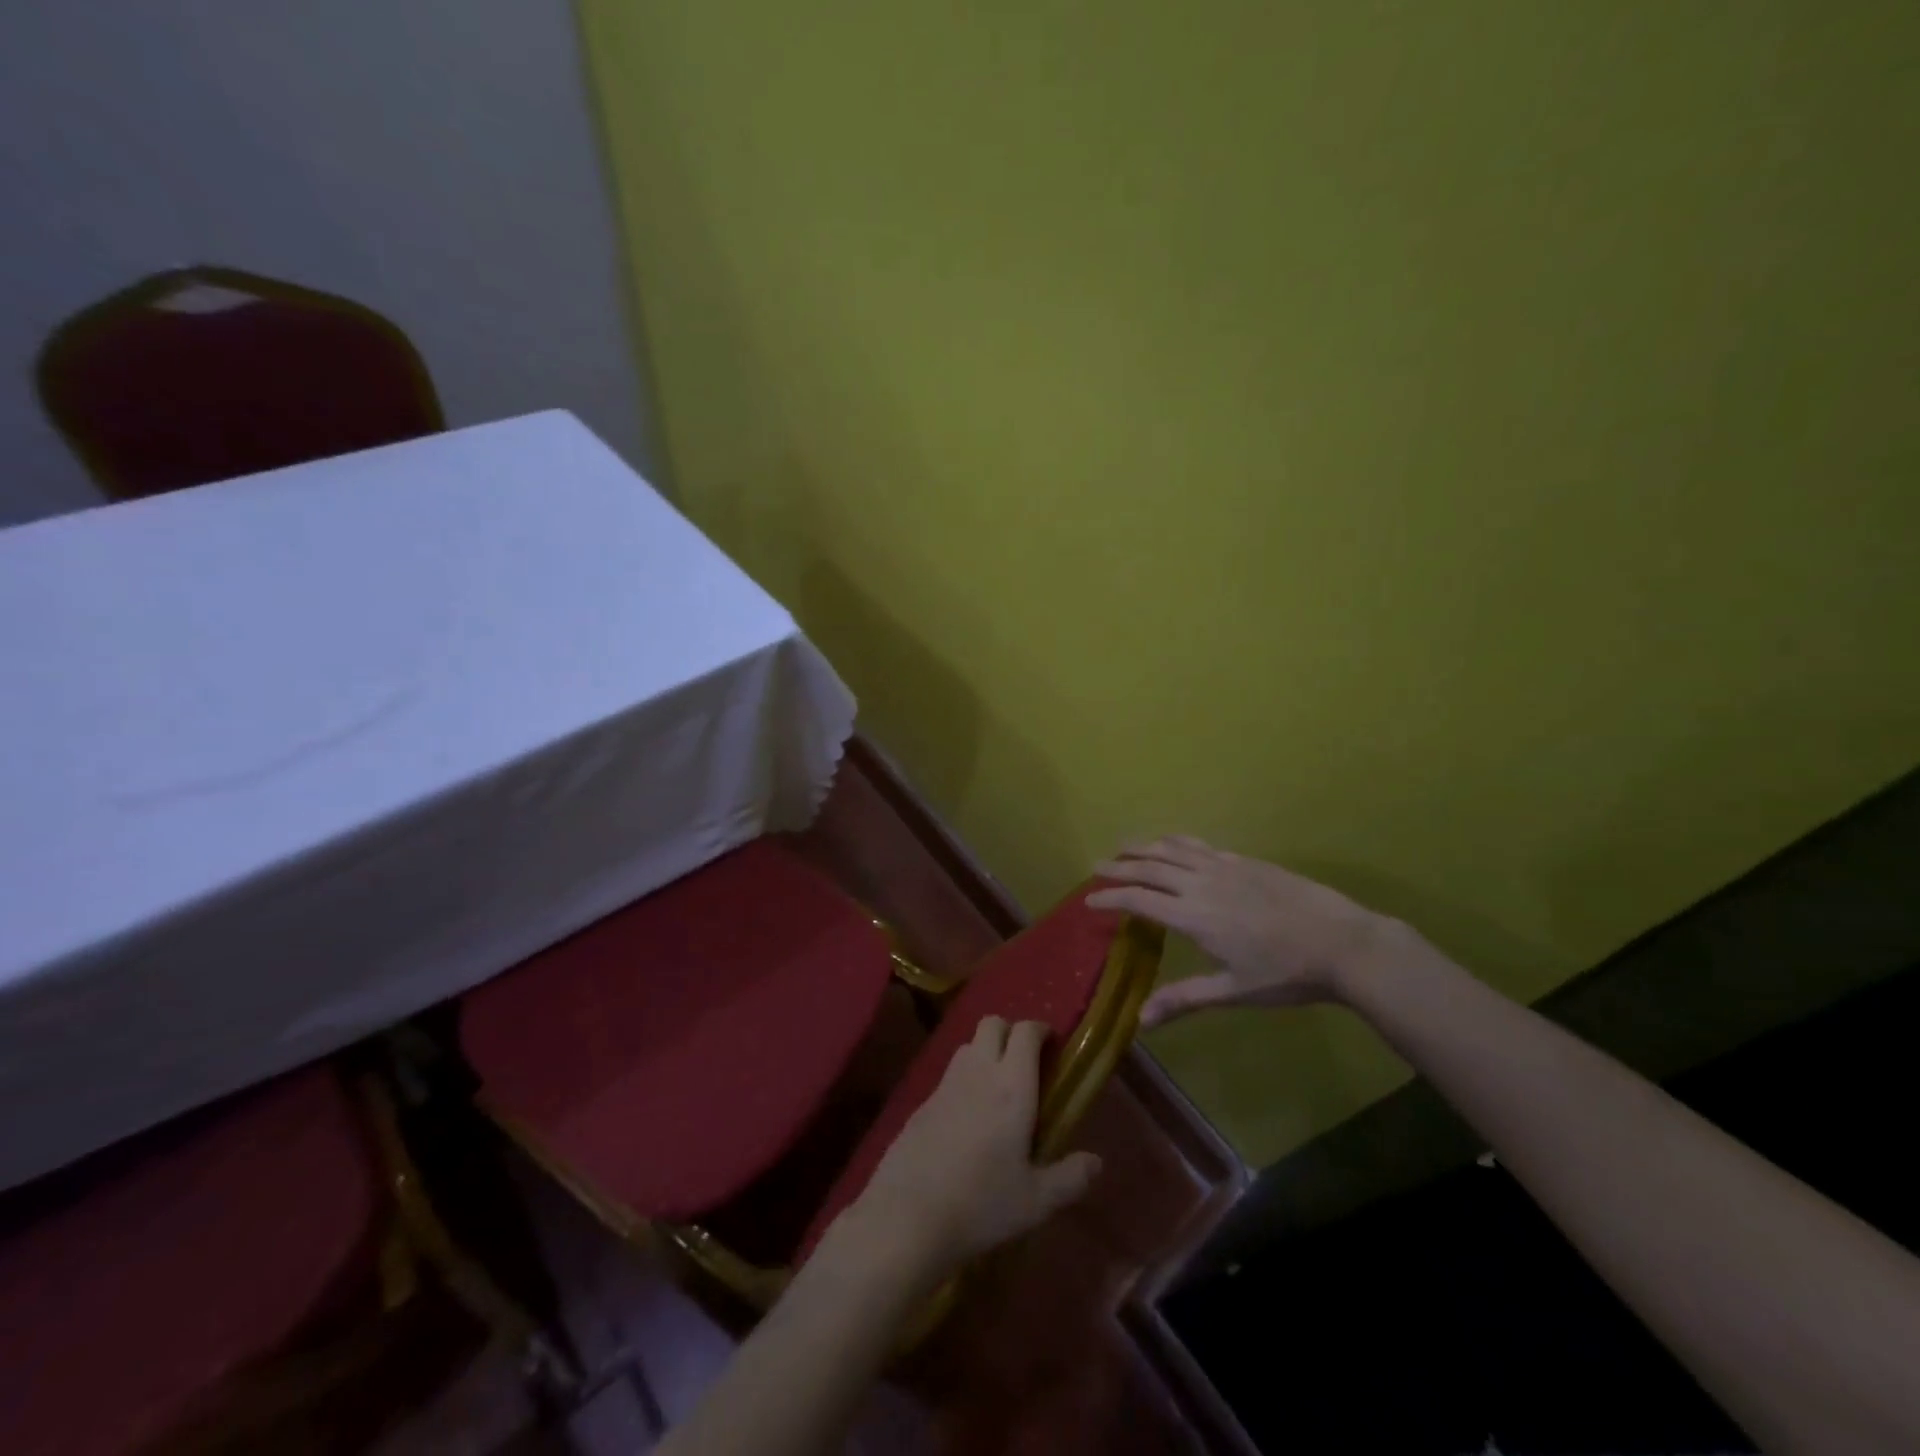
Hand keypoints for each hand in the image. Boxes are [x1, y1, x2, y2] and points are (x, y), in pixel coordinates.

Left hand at [846, 1017, 1100, 1271]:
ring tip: (999, 1086)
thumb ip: (1070, 1177)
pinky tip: (968, 1115)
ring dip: (986, 1051)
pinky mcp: (922, 1101)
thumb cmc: (981, 1204)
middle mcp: (978, 1072)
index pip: (1025, 1032)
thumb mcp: (1036, 1201)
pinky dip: (964, 1078)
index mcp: (1012, 1086)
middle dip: (1011, 1031)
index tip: (1052, 1044)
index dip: (1040, 1029)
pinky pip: (949, 1074)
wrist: (908, 1216)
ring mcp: (946, 1083)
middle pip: (992, 1023)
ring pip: (968, 1045)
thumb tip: (1096, 1162)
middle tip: (1026, 1061)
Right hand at [1088, 836, 1416, 1025]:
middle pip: (1150, 867)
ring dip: (1144, 847)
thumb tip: (1140, 1020)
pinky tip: (1172, 843)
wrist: (1342, 942)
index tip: (1088, 900)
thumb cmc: (1286, 974)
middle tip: (1096, 867)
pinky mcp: (1244, 861)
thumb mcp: (1233, 991)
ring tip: (1123, 847)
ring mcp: (1224, 867)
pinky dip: (1176, 842)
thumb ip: (1185, 999)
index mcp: (1194, 917)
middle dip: (1119, 866)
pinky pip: (1199, 846)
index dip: (1110, 898)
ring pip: (1173, 850)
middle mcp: (1201, 884)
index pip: (1139, 900)